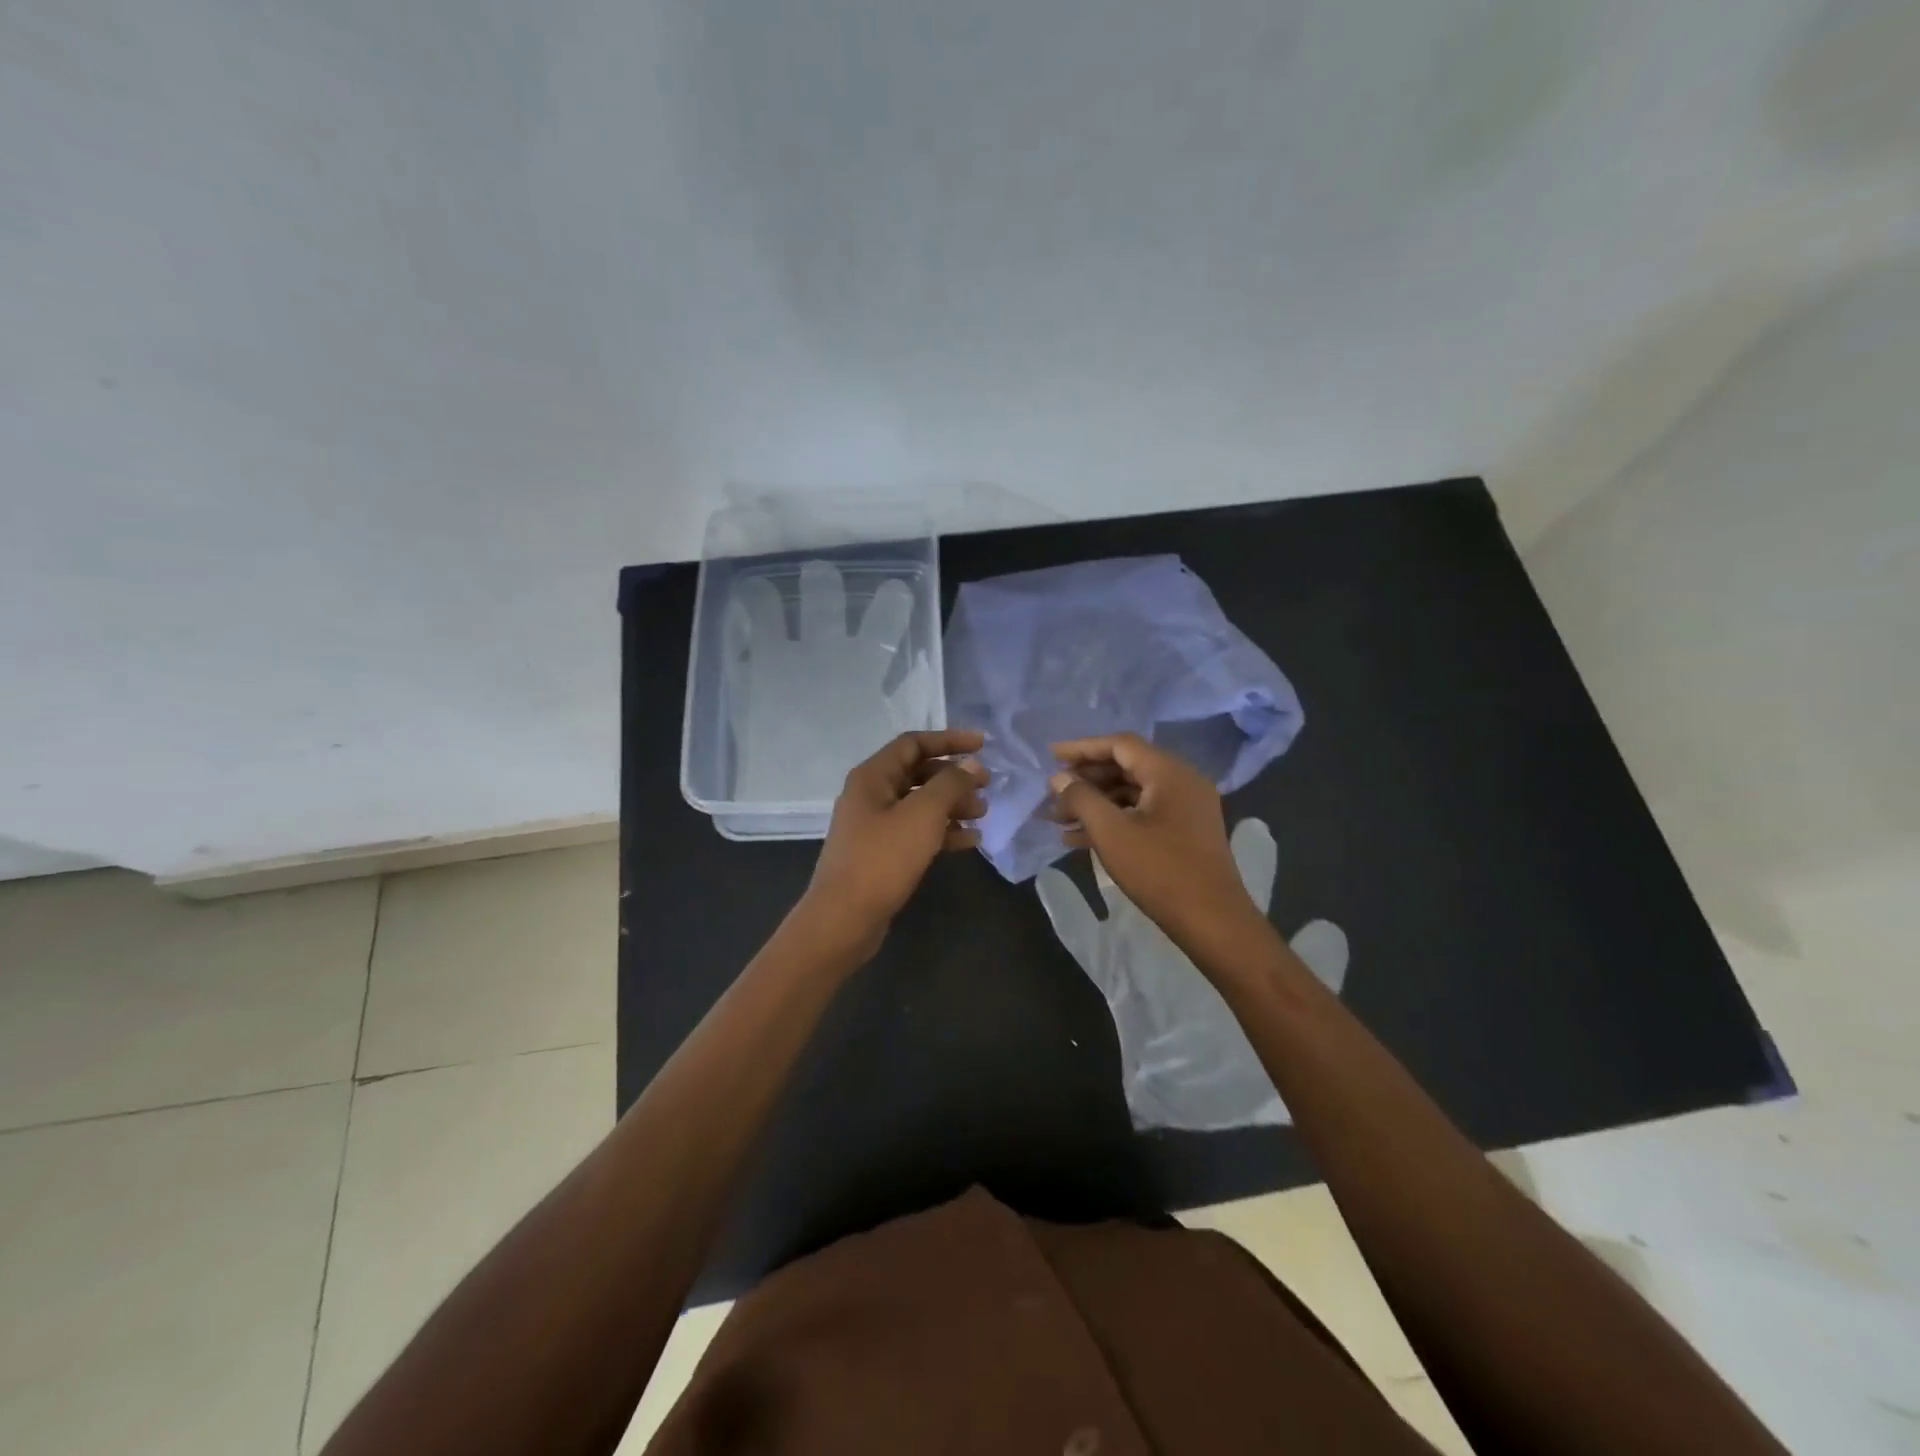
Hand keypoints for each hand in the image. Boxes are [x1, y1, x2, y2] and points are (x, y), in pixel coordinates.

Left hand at [799, 729, 987, 958]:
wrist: (844, 919)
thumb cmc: (882, 859)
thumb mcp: (922, 816)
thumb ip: (950, 784)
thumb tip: (971, 765)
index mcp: (872, 776)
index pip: (913, 743)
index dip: (949, 740)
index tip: (983, 745)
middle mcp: (870, 795)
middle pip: (918, 773)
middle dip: (954, 776)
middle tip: (986, 785)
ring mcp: (874, 826)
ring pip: (919, 804)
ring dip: (952, 805)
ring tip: (982, 814)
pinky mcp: (881, 853)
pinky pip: (916, 832)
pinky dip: (942, 831)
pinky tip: (969, 840)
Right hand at [1048, 733, 1270, 963]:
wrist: (1213, 922)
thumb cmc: (1160, 871)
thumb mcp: (1111, 832)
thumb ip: (1081, 798)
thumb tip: (1059, 778)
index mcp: (1169, 772)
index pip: (1120, 745)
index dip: (1082, 747)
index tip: (1050, 755)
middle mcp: (1182, 781)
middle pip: (1125, 766)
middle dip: (1085, 779)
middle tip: (1052, 793)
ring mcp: (1185, 807)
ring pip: (1131, 792)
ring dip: (1095, 802)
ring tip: (1058, 819)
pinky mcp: (1184, 832)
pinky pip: (1142, 813)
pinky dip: (1113, 819)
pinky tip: (1079, 838)